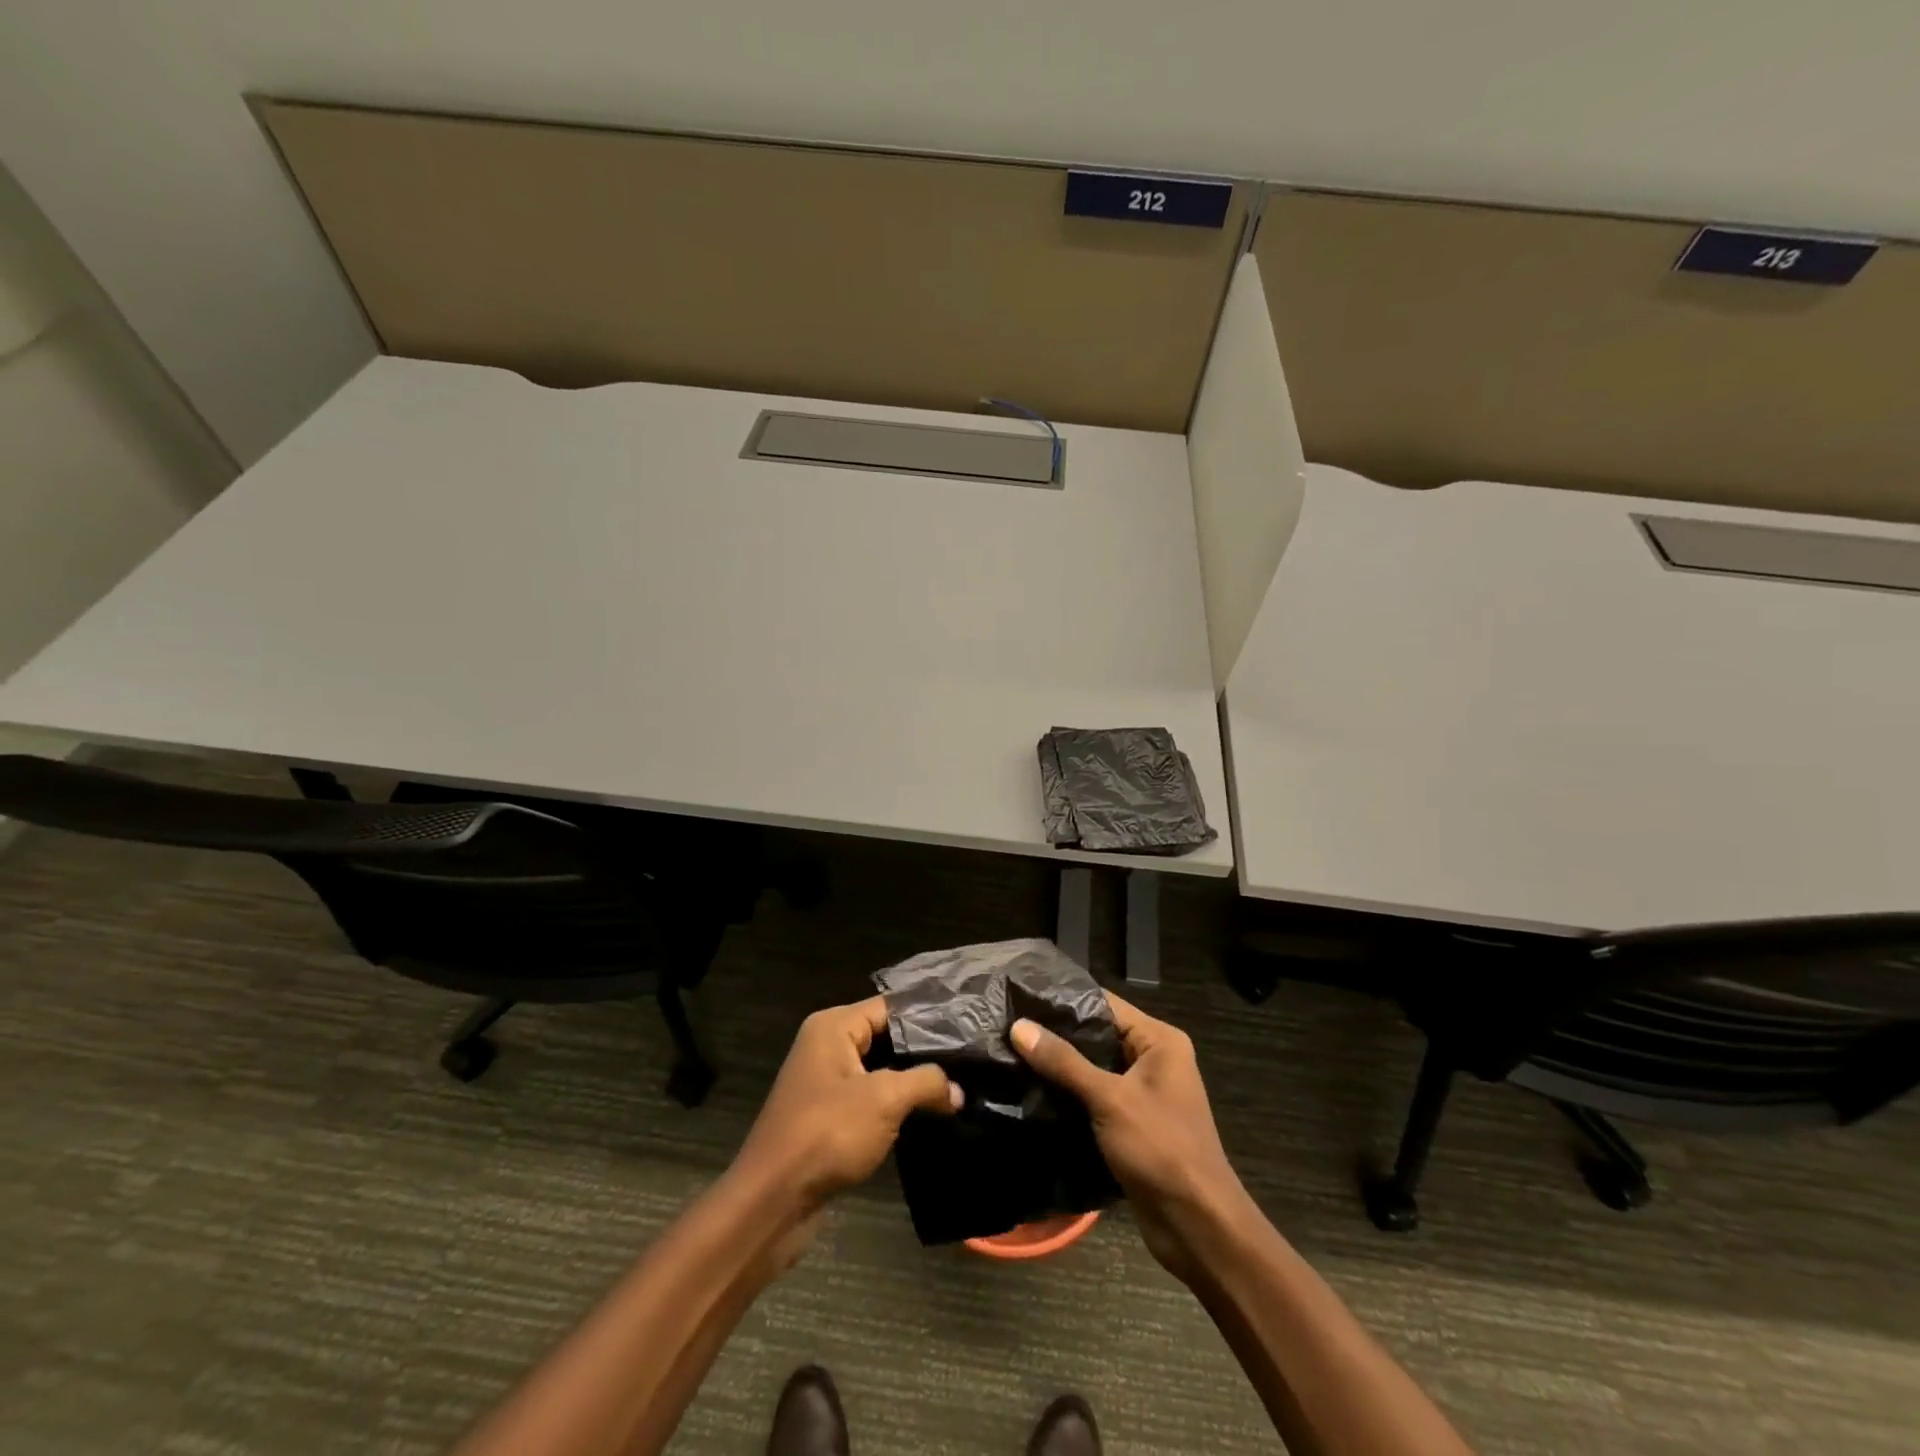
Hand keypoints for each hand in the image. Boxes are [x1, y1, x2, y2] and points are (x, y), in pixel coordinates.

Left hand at [735, 996, 960, 1213]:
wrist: (772, 1202)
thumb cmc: (827, 1134)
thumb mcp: (884, 1100)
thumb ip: (926, 1083)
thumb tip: (958, 1090)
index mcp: (833, 1026)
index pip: (890, 1007)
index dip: (928, 1017)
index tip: (968, 1027)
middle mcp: (826, 1045)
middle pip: (886, 1036)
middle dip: (924, 1051)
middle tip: (969, 1059)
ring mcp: (825, 1083)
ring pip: (879, 1070)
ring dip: (911, 1081)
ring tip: (959, 1085)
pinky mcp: (827, 1117)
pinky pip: (870, 1099)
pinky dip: (895, 1106)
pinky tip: (928, 1115)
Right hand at [1011, 992, 1250, 1280]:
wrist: (1198, 1227)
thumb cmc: (1161, 1149)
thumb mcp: (1110, 1099)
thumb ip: (1064, 1062)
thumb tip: (1018, 1026)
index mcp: (1159, 1040)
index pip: (1103, 1003)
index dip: (1062, 999)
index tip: (1019, 996)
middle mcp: (1153, 1059)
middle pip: (1096, 1035)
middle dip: (1055, 1035)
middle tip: (1007, 1025)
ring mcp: (1142, 1093)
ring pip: (1092, 1068)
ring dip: (1058, 1067)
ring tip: (1009, 1054)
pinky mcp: (1130, 1123)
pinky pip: (1094, 1097)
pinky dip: (1068, 1095)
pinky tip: (1030, 1091)